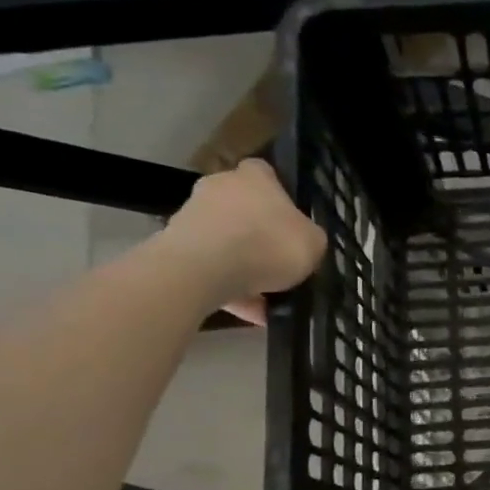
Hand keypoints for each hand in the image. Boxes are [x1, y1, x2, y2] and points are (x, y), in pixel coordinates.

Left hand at [161, 159, 327, 323]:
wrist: (205, 269)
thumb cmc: (268, 245)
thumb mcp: (313, 243)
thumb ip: (309, 238)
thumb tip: (303, 241)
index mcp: (255, 177)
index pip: (266, 175)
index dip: (279, 198)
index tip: (289, 224)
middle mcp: (220, 187)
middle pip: (242, 209)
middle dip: (257, 234)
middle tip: (277, 264)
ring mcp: (193, 215)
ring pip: (226, 242)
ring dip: (243, 266)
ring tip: (266, 302)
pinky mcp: (176, 246)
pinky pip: (211, 268)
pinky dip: (229, 288)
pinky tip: (250, 314)